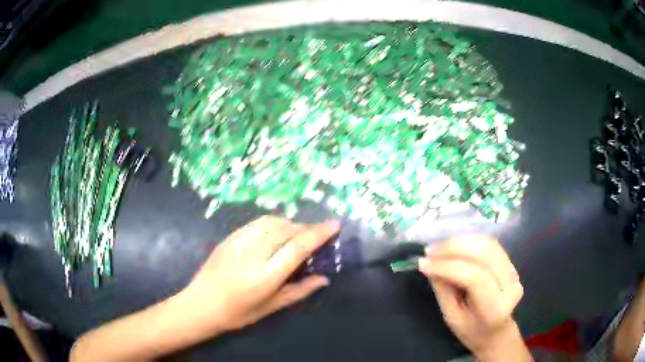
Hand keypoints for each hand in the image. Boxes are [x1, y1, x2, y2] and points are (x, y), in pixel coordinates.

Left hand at [178, 215, 338, 331]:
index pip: (298, 246)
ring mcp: (239, 242)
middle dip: (306, 228)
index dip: (319, 233)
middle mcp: (254, 253)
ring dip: (291, 224)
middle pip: (287, 229)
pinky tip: (277, 232)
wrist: (202, 304)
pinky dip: (274, 223)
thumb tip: (324, 278)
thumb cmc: (239, 312)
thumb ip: (300, 290)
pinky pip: (258, 222)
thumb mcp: (272, 306)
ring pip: (273, 222)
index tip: (335, 224)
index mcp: (266, 275)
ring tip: (298, 234)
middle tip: (317, 235)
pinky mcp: (230, 237)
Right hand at [418, 236, 526, 359]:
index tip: (423, 263)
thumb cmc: (471, 331)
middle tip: (430, 250)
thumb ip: (443, 290)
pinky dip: (470, 240)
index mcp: (495, 308)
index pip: (474, 278)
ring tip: (439, 245)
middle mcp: (511, 286)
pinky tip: (454, 243)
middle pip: (485, 254)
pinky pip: (491, 244)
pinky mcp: (512, 264)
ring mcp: (514, 272)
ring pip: (488, 245)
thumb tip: (429, 264)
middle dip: (454, 247)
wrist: (496, 332)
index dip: (448, 266)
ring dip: (461, 241)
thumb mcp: (452, 318)